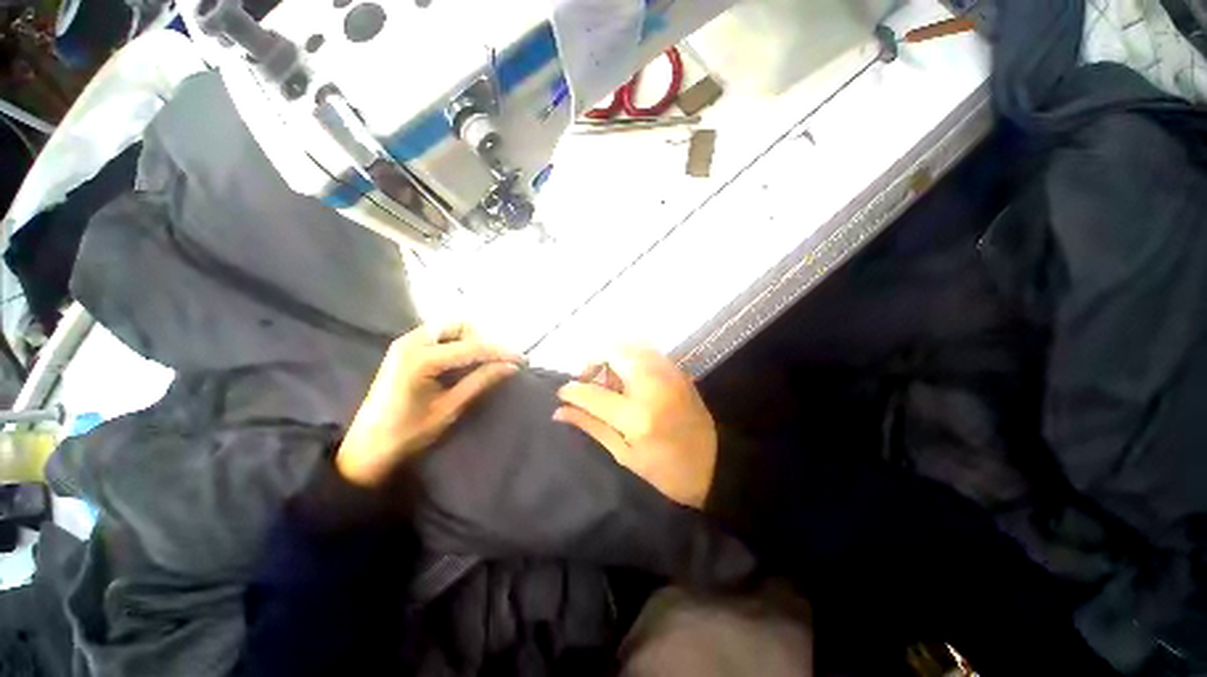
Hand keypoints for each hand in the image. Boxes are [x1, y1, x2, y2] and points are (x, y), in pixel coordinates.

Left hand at [336, 323, 522, 486]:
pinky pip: (440, 335)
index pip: (473, 347)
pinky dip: (458, 342)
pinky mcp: (404, 348)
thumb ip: (480, 382)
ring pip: (450, 327)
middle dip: (485, 339)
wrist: (366, 447)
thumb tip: (511, 366)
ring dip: (473, 339)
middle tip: (501, 359)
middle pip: (460, 325)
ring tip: (488, 360)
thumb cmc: (407, 433)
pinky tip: (467, 360)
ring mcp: (405, 342)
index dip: (501, 351)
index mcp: (421, 360)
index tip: (523, 359)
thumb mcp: (449, 408)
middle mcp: (412, 342)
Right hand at [554, 346, 716, 507]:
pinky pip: (646, 350)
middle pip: (612, 350)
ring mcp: (668, 373)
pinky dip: (629, 356)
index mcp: (637, 416)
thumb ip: (591, 426)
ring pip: (629, 344)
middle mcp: (652, 385)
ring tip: (609, 381)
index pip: (592, 392)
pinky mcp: (677, 370)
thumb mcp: (624, 456)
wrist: (716, 465)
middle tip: (588, 381)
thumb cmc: (667, 472)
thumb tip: (559, 411)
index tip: (562, 393)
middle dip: (591, 360)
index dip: (572, 390)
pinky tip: (629, 378)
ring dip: (611, 356)